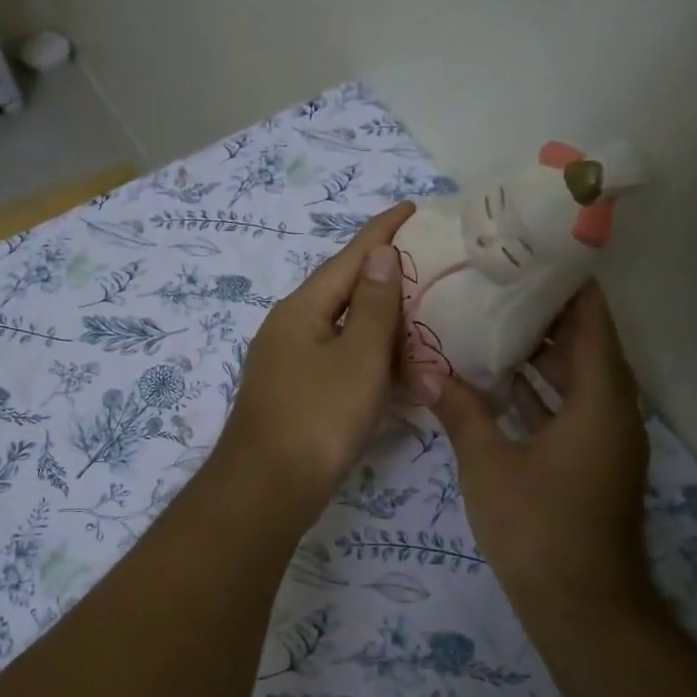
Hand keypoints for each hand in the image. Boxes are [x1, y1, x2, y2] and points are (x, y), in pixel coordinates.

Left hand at [216, 202, 417, 514]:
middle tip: (429, 267)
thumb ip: (374, 305)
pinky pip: (341, 365)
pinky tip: (397, 372)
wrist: (268, 490)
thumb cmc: (317, 417)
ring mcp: (289, 365)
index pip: (348, 258)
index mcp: (301, 310)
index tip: (411, 206)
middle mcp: (289, 329)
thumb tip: (379, 254)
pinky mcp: (296, 396)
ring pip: (344, 333)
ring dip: (383, 328)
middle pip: (344, 293)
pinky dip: (371, 364)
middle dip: (385, 280)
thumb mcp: (358, 357)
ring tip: (423, 319)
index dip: (381, 232)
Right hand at [429, 280, 649, 602]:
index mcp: (599, 398)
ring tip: (486, 317)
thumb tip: (424, 369)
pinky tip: (493, 379)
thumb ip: (459, 410)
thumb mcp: (488, 464)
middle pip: (583, 342)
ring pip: (572, 377)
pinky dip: (535, 390)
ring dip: (536, 351)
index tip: (528, 252)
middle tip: (492, 280)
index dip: (566, 281)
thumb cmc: (539, 529)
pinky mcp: (588, 461)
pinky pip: (565, 407)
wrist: (583, 609)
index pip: (591, 318)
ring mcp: (601, 438)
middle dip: (541, 310)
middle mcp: (610, 409)